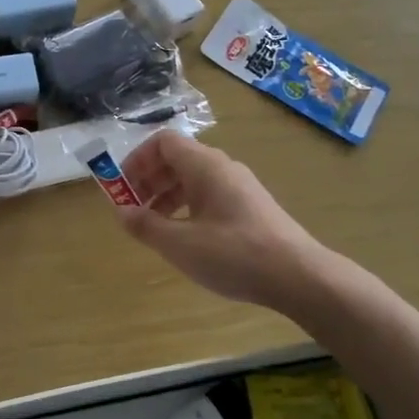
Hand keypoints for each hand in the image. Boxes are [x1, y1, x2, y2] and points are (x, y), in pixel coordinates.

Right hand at [117, 132, 320, 306]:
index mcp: (205, 165)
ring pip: (193, 178)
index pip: (163, 142)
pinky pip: (209, 194)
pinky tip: (185, 236)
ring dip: (166, 195)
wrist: (298, 275)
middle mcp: (222, 167)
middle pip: (177, 159)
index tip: (122, 188)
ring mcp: (239, 186)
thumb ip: (146, 225)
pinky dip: (187, 207)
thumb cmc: (234, 254)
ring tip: (154, 226)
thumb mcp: (181, 244)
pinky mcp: (249, 207)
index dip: (137, 160)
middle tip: (132, 209)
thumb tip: (121, 211)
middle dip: (149, 180)